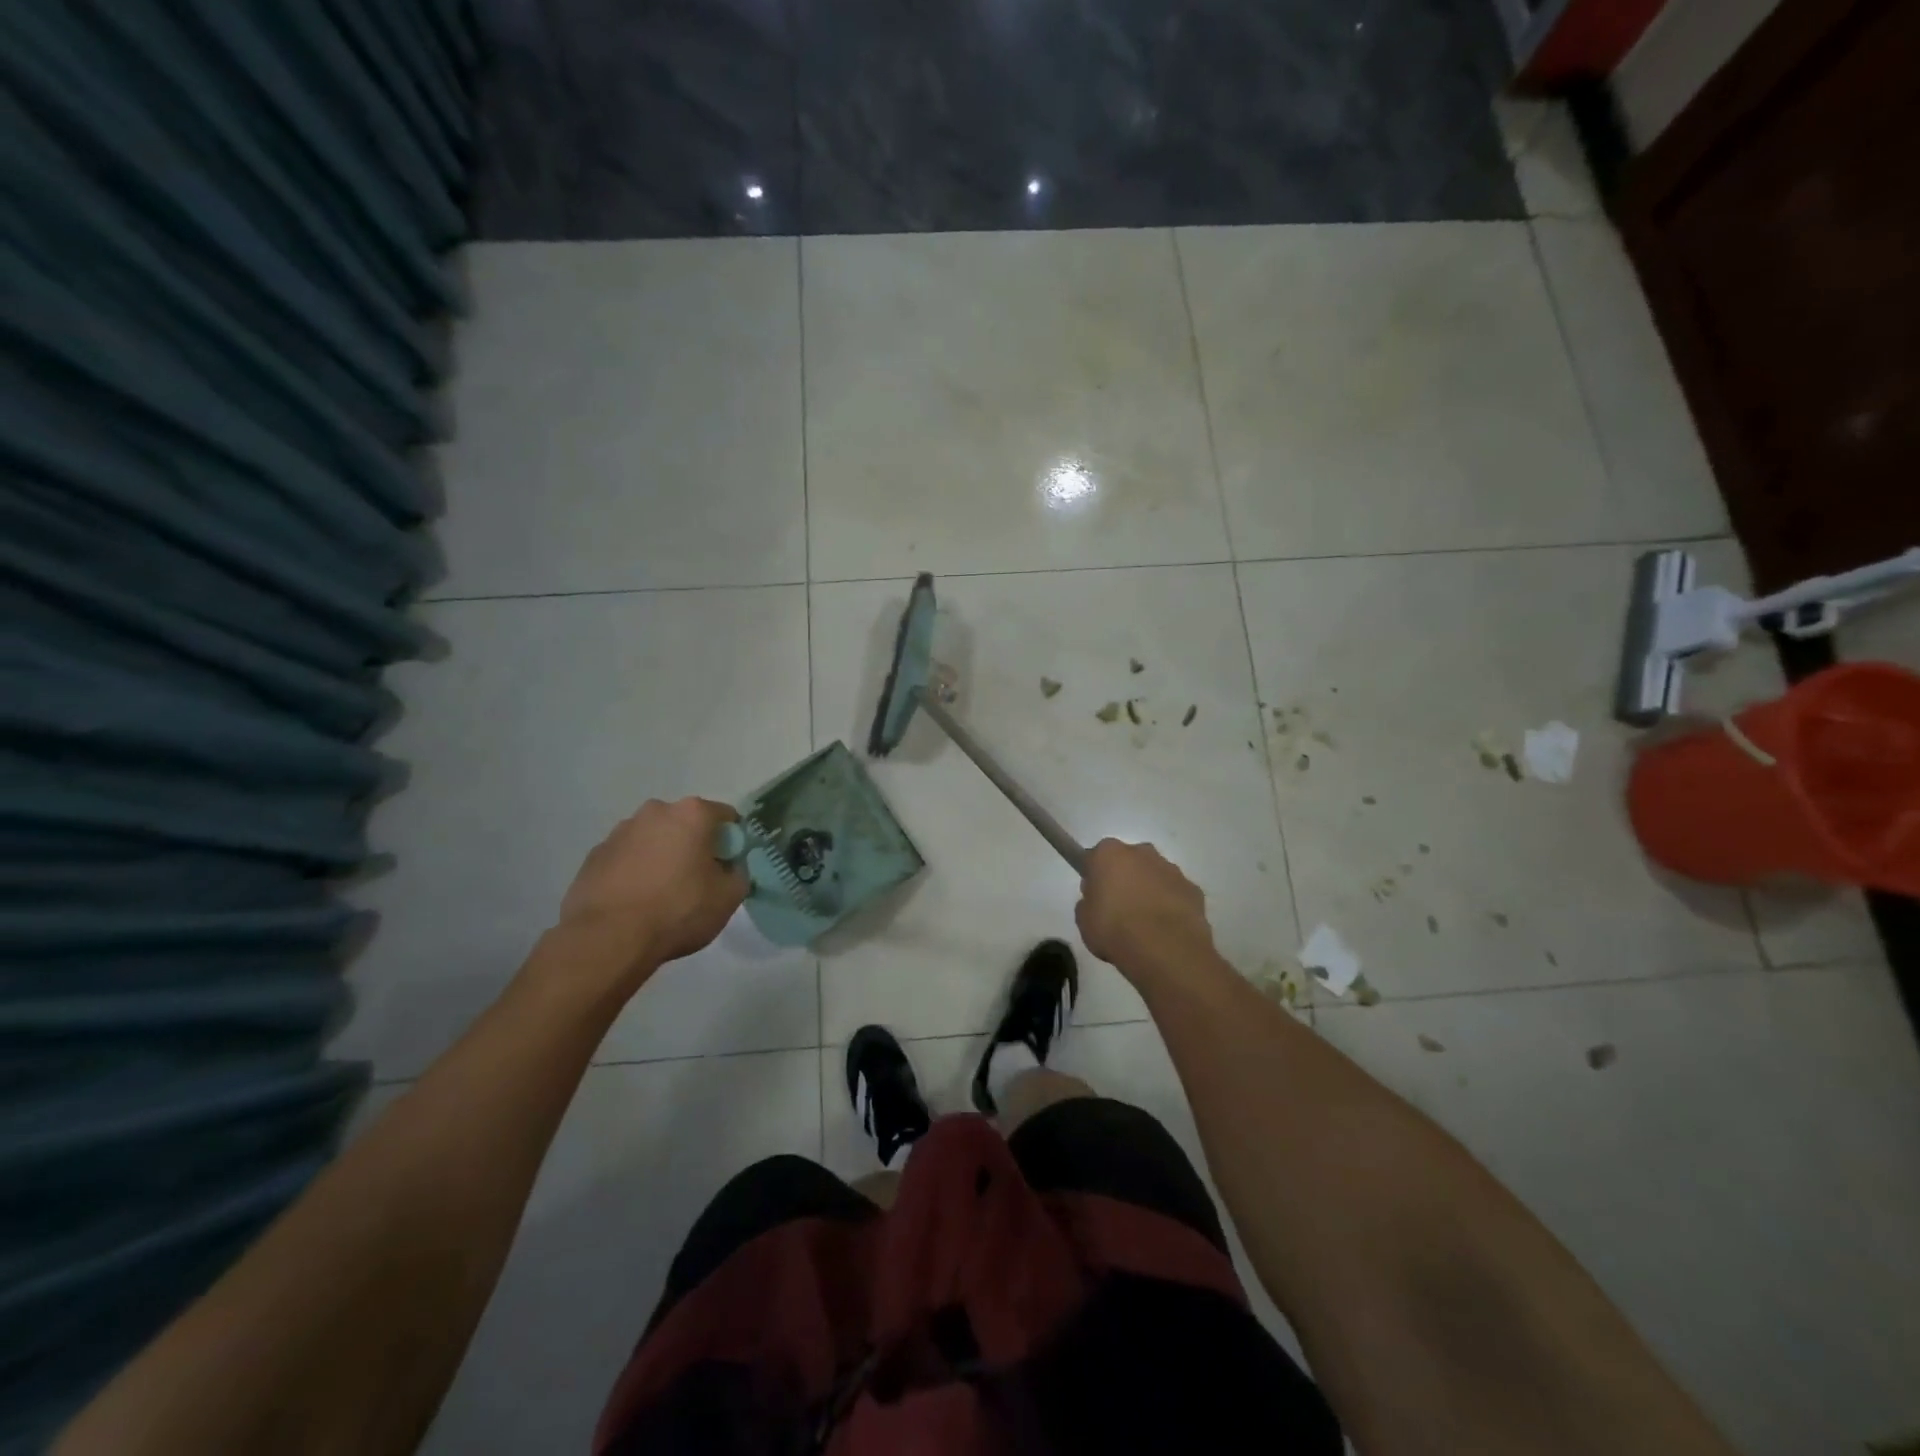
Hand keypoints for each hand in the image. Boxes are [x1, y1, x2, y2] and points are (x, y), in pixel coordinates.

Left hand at [556, 798, 747, 988]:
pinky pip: (626, 858)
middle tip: (697, 881)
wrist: (608, 939)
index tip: (728, 867)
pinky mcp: (594, 855)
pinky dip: (634, 871)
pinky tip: (635, 902)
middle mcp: (655, 812)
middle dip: (694, 846)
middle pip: (686, 824)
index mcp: (692, 814)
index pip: (725, 817)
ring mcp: (619, 832)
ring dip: (662, 857)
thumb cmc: (678, 911)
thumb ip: (738, 874)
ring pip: (653, 839)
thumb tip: (730, 868)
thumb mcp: (729, 897)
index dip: (732, 842)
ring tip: (661, 895)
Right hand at [1075, 839, 1214, 976]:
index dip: (1095, 875)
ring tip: (1145, 924)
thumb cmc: (1115, 931)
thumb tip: (1098, 900)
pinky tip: (1166, 930)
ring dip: (1149, 891)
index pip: (1096, 857)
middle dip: (1125, 878)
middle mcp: (1142, 853)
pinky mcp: (1193, 889)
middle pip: (1129, 860)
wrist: (1166, 951)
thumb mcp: (1084, 921)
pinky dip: (1171, 906)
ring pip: (1155, 875)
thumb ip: (1088, 903)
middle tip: (1119, 908)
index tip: (1095, 895)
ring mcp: (1171, 869)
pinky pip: (1176, 894)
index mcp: (1109, 854)